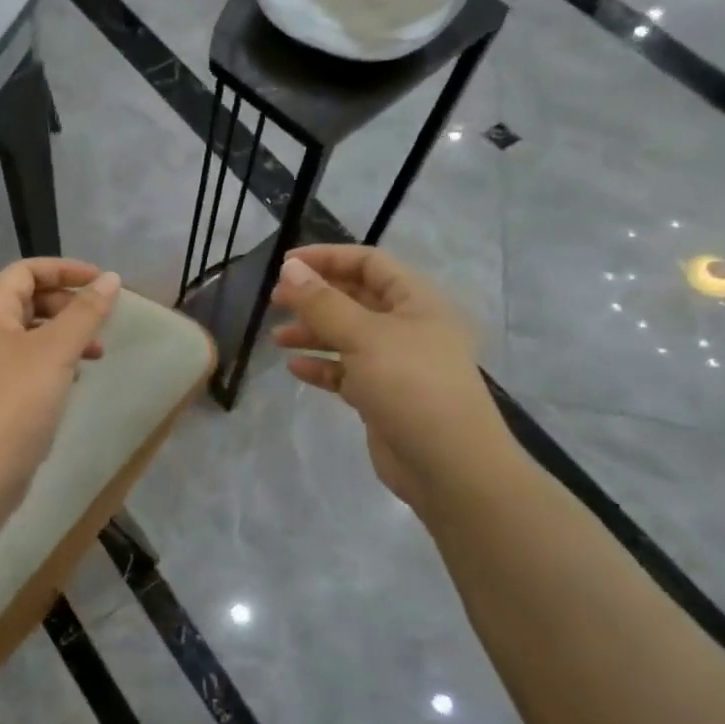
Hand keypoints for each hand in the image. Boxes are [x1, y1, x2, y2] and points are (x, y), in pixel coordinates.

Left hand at [0, 258, 121, 499]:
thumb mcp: (57, 350)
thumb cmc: (19, 400)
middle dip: (68, 303)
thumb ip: (86, 312)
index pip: (24, 271)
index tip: (99, 281)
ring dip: (68, 334)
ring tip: (98, 352)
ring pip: (36, 334)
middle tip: (99, 319)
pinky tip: (79, 377)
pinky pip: (36, 363)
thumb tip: (111, 278)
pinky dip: (60, 361)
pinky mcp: (5, 394)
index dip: (62, 269)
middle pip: (30, 300)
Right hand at [270, 246, 514, 512]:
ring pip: (348, 337)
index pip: (369, 263)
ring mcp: (396, 364)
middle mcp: (409, 327)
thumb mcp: (364, 337)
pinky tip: (295, 369)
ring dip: (313, 333)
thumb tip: (289, 270)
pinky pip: (347, 372)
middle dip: (316, 297)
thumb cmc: (411, 386)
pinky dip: (322, 367)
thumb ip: (323, 303)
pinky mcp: (383, 396)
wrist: (448, 465)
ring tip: (278, 338)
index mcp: (417, 301)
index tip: (285, 266)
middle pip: (356, 299)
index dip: (328, 258)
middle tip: (276, 301)